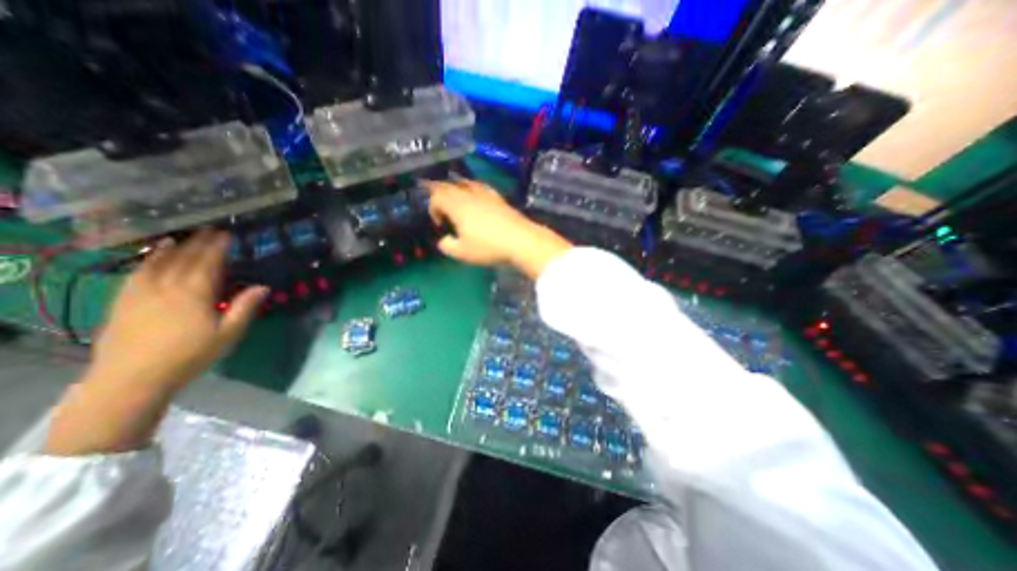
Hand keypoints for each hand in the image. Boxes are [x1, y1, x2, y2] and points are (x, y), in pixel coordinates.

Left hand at [88, 229, 266, 388]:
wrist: (132, 379)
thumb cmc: (190, 355)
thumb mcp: (228, 334)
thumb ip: (245, 307)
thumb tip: (263, 286)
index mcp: (194, 293)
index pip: (208, 262)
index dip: (217, 246)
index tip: (226, 233)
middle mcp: (166, 286)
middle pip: (184, 258)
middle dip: (198, 242)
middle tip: (210, 230)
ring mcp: (140, 292)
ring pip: (158, 262)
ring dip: (173, 248)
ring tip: (183, 238)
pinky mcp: (123, 301)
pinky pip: (137, 273)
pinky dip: (148, 260)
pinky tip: (154, 256)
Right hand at [426, 178, 575, 278]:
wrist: (520, 240)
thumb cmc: (488, 247)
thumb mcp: (462, 253)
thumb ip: (447, 246)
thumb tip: (444, 241)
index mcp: (457, 205)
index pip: (436, 197)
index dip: (433, 209)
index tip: (440, 225)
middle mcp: (468, 195)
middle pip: (448, 186)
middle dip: (441, 197)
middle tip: (443, 211)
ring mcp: (485, 194)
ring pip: (464, 183)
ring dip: (456, 190)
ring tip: (458, 203)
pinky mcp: (498, 197)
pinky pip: (480, 187)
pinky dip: (473, 190)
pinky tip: (477, 198)